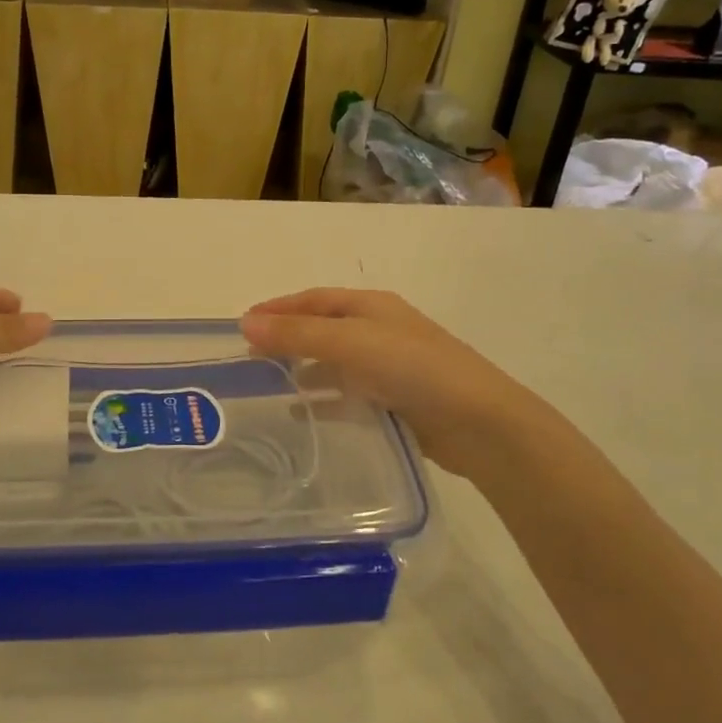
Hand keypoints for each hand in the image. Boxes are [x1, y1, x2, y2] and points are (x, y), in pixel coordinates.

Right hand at [241, 288, 546, 474]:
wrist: (479, 422)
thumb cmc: (412, 367)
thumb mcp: (349, 342)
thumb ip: (297, 334)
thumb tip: (245, 322)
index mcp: (371, 306)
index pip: (314, 300)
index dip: (278, 308)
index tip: (242, 323)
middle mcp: (380, 331)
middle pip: (323, 330)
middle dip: (287, 340)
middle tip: (250, 358)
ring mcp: (390, 368)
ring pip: (335, 364)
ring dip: (303, 371)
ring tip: (268, 386)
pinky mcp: (396, 402)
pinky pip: (349, 395)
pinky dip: (324, 400)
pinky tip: (303, 415)